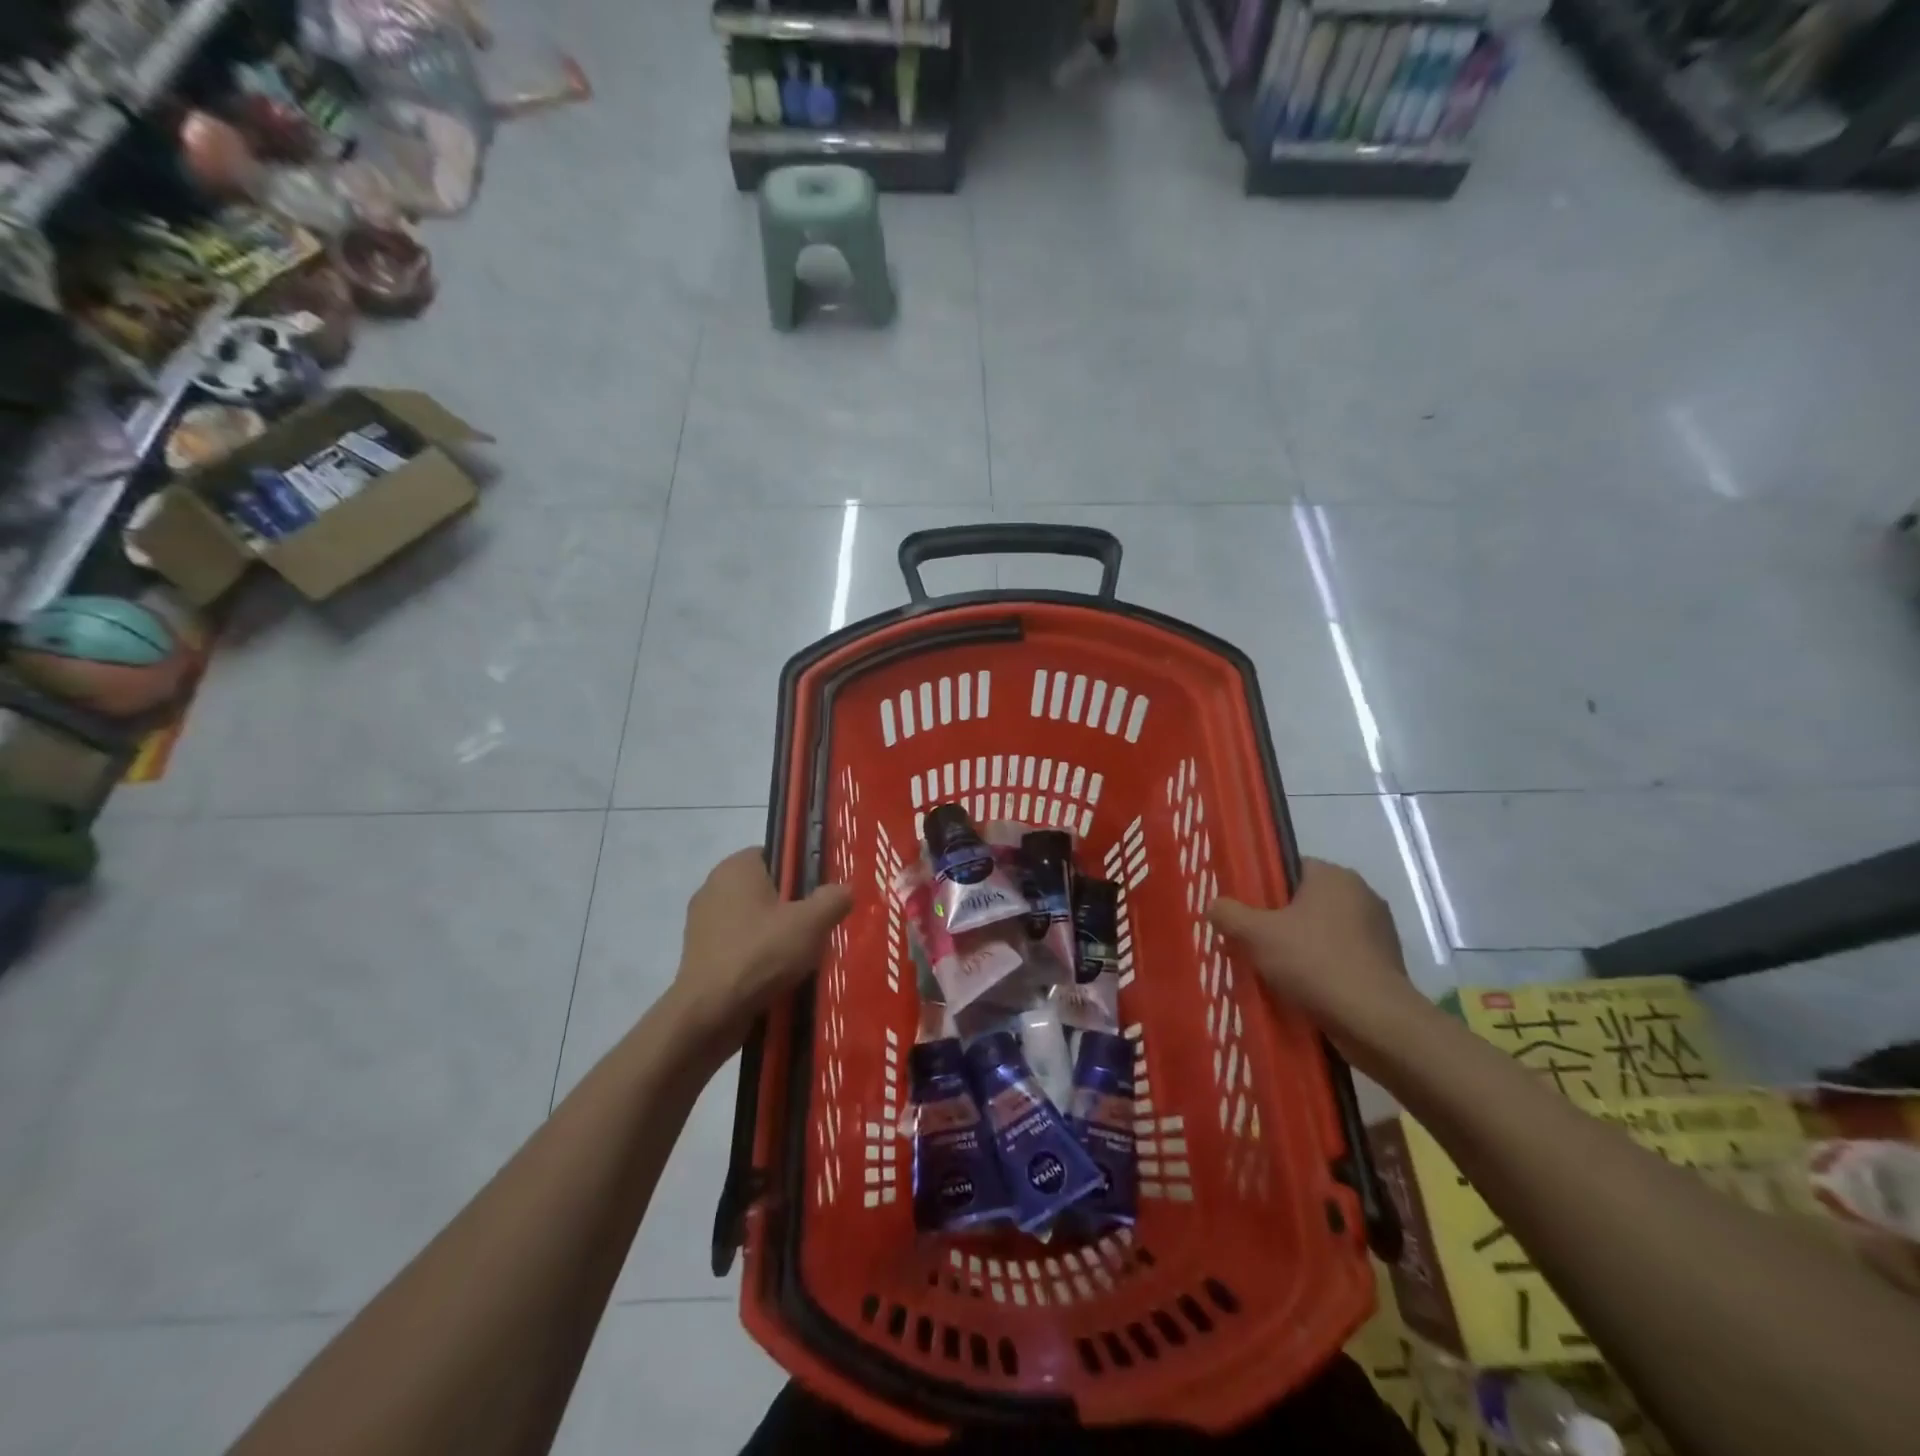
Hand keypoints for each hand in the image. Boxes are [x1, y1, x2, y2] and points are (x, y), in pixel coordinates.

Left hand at [668, 849, 852, 1056]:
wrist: (709, 1014)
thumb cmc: (760, 954)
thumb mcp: (811, 923)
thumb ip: (833, 899)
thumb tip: (845, 889)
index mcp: (736, 867)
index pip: (776, 855)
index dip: (802, 872)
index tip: (823, 895)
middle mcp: (713, 888)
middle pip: (767, 890)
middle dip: (793, 908)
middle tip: (820, 928)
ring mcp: (703, 924)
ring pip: (754, 922)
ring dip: (777, 937)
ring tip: (804, 958)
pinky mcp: (700, 956)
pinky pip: (740, 948)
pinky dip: (758, 959)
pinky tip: (779, 978)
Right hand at [1208, 859, 1417, 1039]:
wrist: (1375, 1021)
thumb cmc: (1314, 962)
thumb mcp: (1256, 935)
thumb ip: (1229, 914)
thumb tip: (1214, 905)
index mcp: (1334, 876)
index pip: (1289, 868)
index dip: (1262, 888)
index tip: (1243, 911)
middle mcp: (1361, 894)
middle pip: (1305, 901)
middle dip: (1279, 920)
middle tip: (1251, 941)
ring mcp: (1378, 930)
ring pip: (1323, 931)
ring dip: (1300, 946)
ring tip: (1272, 969)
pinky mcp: (1385, 963)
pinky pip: (1341, 956)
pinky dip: (1321, 968)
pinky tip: (1302, 988)